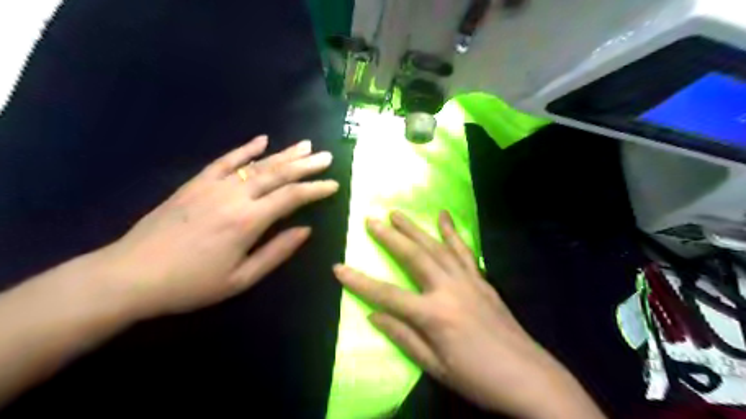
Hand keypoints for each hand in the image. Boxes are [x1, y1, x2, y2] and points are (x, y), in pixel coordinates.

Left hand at [96, 133, 338, 320]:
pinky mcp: (196, 183)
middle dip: (306, 164)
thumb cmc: (192, 284)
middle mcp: (235, 196)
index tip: (333, 184)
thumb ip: (277, 251)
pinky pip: (225, 160)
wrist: (131, 275)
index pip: (292, 197)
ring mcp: (213, 186)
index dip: (315, 189)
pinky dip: (245, 149)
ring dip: (284, 153)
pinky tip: (262, 140)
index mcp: (248, 221)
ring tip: (305, 145)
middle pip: (278, 173)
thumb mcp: (241, 278)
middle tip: (327, 156)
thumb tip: (306, 230)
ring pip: (257, 164)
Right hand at [332, 211, 604, 418]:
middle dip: (389, 237)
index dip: (359, 281)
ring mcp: (467, 281)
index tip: (338, 266)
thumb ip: (403, 336)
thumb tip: (373, 314)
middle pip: (413, 257)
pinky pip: (463, 251)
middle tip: (371, 220)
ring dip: (415, 228)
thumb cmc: (477, 378)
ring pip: (436, 247)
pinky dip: (452, 232)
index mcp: (433, 315)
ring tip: (397, 213)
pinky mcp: (482, 280)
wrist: (529, 377)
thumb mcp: (435, 367)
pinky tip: (444, 217)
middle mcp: (448, 289)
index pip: (386, 294)